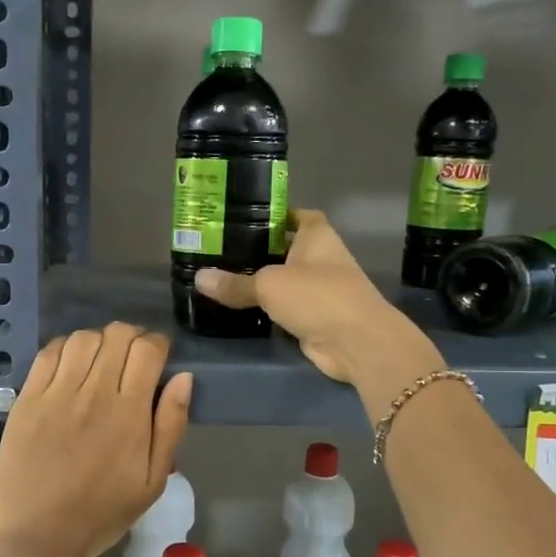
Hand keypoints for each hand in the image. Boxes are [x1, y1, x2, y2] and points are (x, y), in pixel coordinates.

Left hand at [0, 322, 192, 556]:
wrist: (43, 536)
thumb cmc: (104, 512)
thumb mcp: (153, 480)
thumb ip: (171, 425)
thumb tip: (183, 377)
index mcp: (129, 413)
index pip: (147, 350)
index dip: (157, 344)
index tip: (158, 358)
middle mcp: (93, 394)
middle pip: (116, 335)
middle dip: (131, 338)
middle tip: (131, 358)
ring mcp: (55, 394)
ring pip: (82, 338)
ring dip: (98, 341)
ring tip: (100, 361)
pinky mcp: (27, 400)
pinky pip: (47, 354)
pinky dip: (65, 348)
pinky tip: (70, 366)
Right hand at [196, 209, 436, 383]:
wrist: (356, 342)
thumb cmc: (317, 296)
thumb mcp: (269, 285)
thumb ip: (235, 283)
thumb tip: (199, 278)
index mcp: (316, 235)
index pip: (294, 215)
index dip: (272, 214)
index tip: (241, 218)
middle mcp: (320, 258)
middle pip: (284, 248)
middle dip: (256, 250)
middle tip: (218, 250)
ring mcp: (319, 289)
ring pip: (283, 280)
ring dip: (260, 282)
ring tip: (220, 278)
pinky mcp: (314, 317)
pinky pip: (284, 308)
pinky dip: (266, 309)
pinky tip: (238, 307)